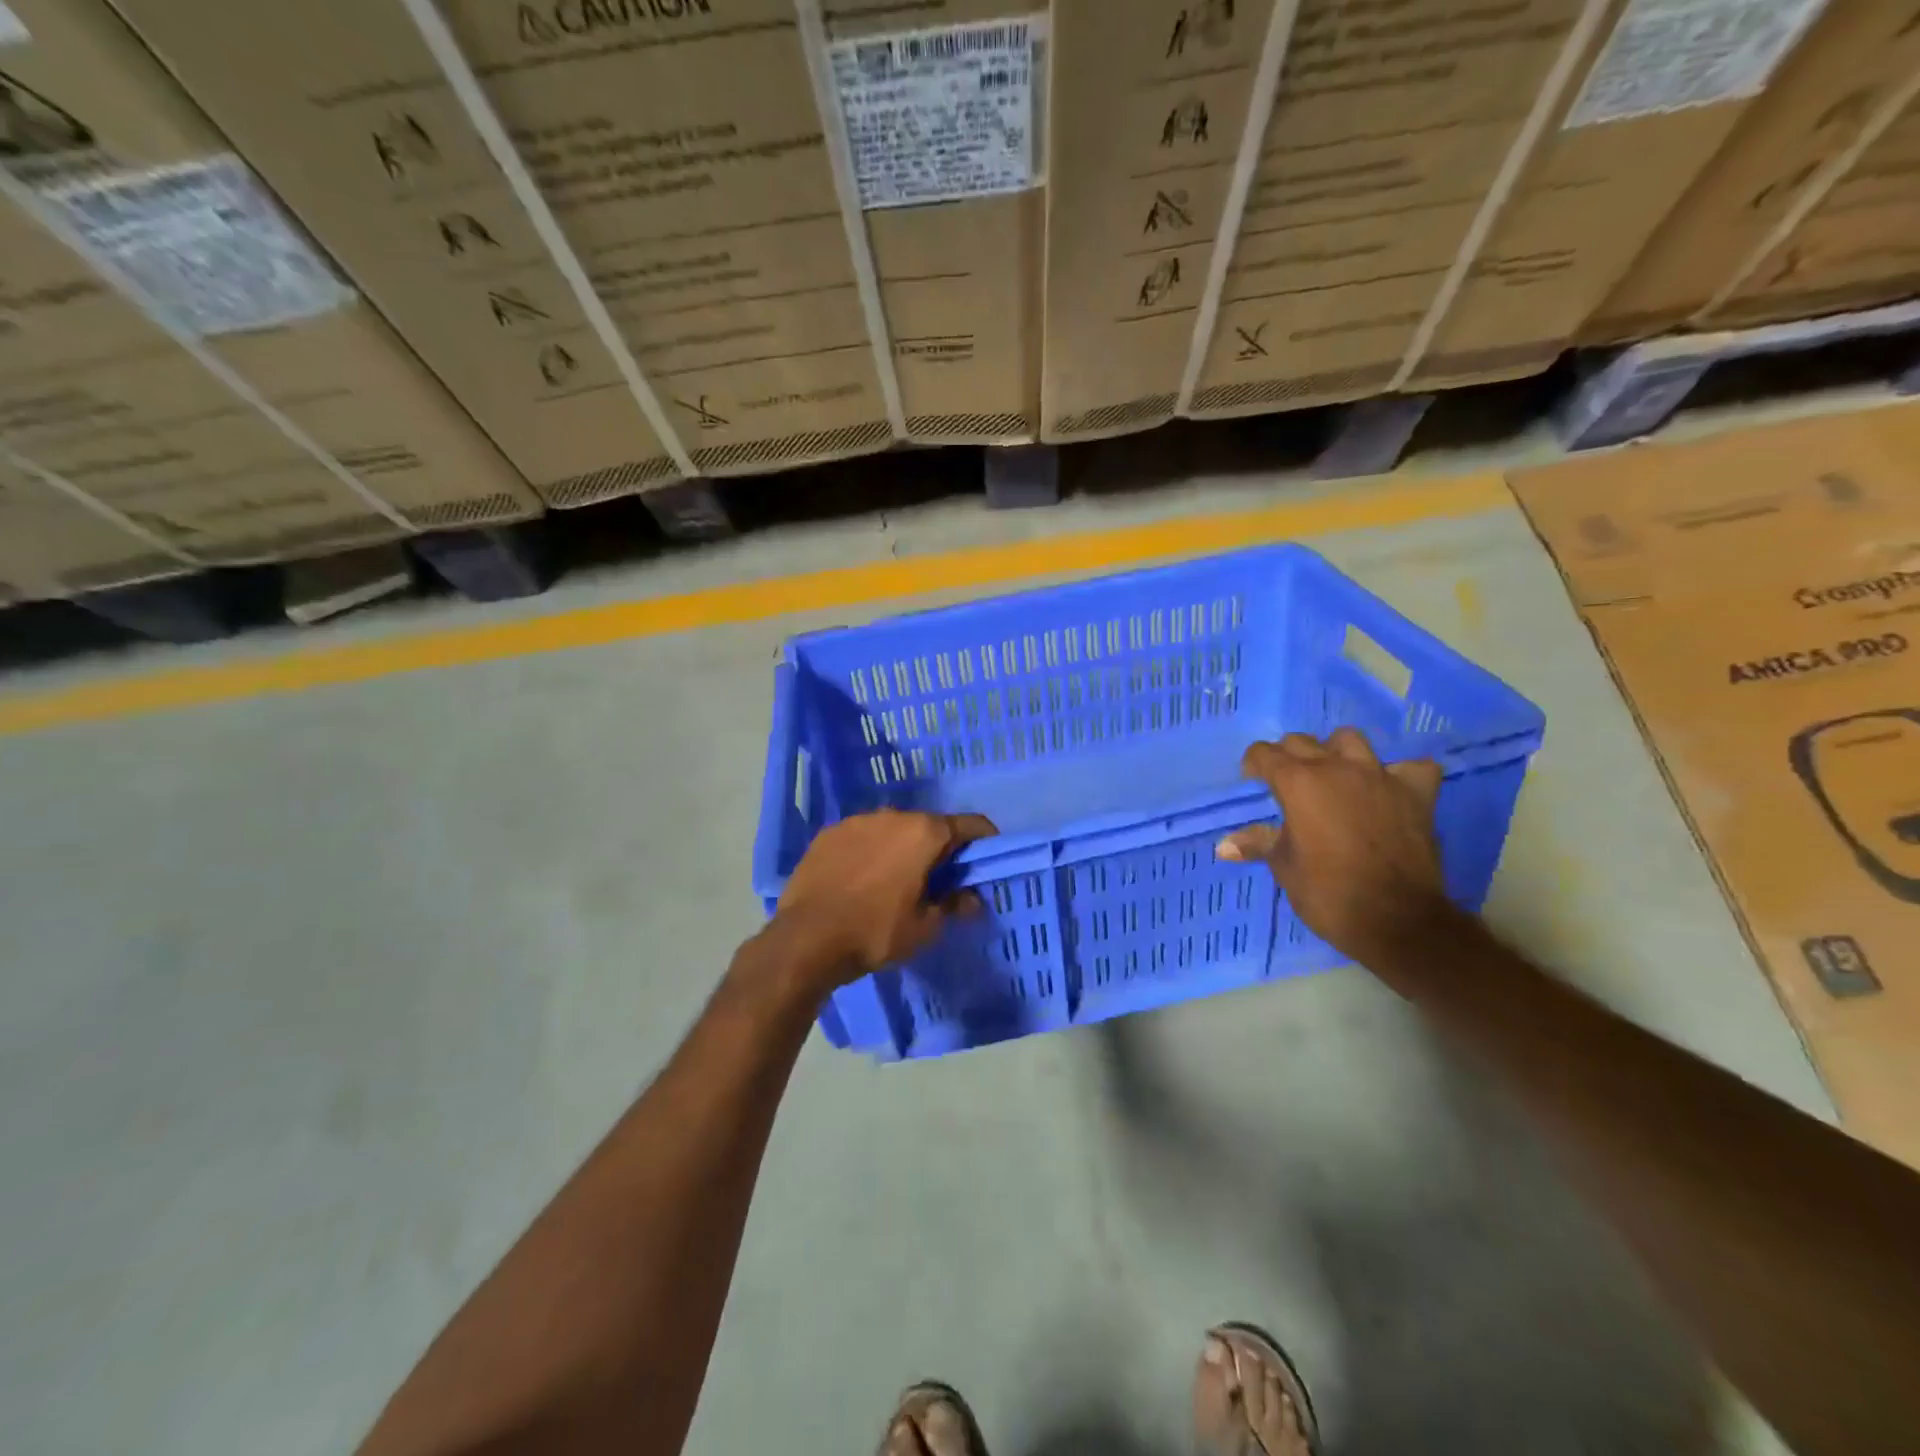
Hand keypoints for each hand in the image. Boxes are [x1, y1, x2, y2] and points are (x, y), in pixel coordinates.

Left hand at [769, 809, 997, 993]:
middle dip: (939, 848)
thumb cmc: (875, 932)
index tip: (987, 858)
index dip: (984, 840)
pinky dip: (870, 851)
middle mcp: (892, 815)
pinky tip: (861, 879)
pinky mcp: (828, 833)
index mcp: (924, 833)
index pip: (969, 825)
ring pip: (893, 829)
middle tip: (939, 879)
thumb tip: (972, 898)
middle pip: (929, 825)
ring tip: (895, 880)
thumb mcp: (925, 927)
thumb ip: (954, 905)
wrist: (806, 939)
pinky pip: (862, 837)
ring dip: (901, 848)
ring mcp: (856, 821)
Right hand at [1217, 729, 1448, 965]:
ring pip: (1351, 740)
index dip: (1254, 765)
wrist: (1397, 920)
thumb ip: (1258, 844)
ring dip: (1337, 752)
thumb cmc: (1328, 893)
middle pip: (1302, 742)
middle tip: (1286, 784)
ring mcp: (1379, 777)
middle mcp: (1337, 769)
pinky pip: (1411, 767)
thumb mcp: (1284, 867)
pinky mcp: (1416, 794)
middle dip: (1288, 756)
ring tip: (1334, 776)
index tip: (1252, 781)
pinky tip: (1389, 789)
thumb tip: (1223, 846)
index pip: (1265, 754)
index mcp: (1298, 783)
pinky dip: (1398, 774)